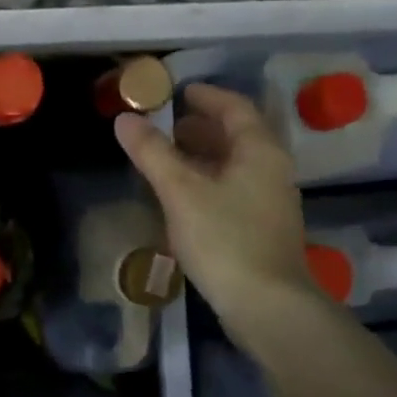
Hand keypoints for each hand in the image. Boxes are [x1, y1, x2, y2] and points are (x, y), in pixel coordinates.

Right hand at [114, 83, 316, 321]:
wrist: (266, 304)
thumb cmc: (224, 239)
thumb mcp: (180, 191)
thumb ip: (152, 153)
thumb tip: (125, 119)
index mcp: (259, 151)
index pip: (234, 108)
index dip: (205, 96)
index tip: (178, 92)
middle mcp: (272, 170)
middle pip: (237, 135)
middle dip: (201, 127)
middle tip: (166, 126)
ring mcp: (271, 201)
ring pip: (235, 165)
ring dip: (204, 155)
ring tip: (168, 158)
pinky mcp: (263, 228)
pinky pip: (234, 189)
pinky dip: (209, 181)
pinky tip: (184, 197)